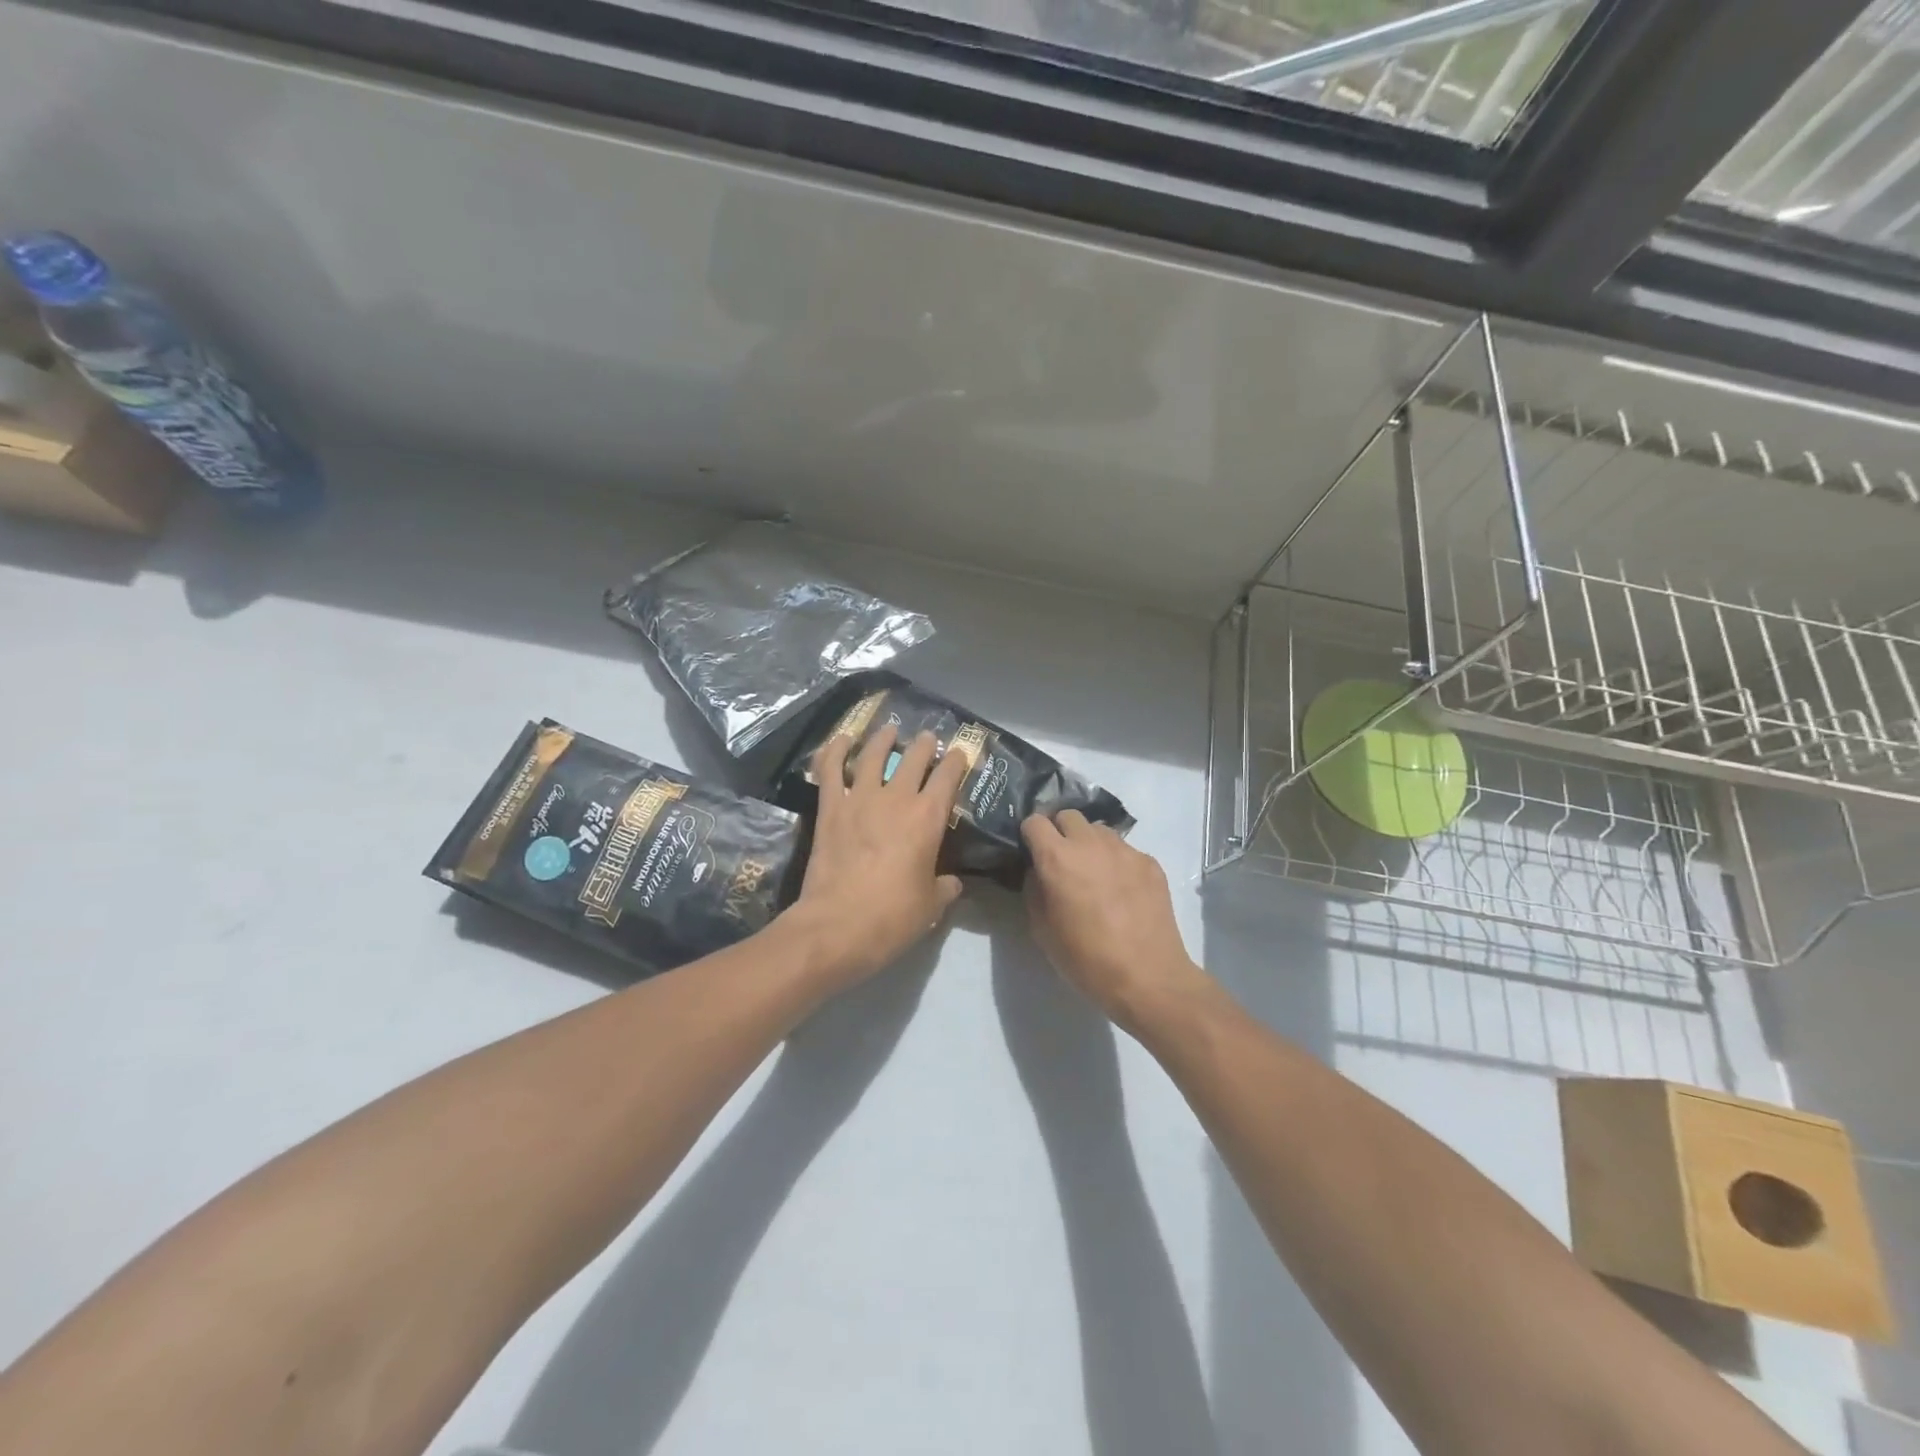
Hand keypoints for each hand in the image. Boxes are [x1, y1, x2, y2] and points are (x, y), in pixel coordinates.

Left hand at [781, 724, 966, 991]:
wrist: (837, 926)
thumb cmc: (892, 917)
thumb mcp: (931, 906)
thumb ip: (945, 887)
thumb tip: (953, 883)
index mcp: (928, 818)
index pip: (948, 776)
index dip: (956, 760)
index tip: (959, 753)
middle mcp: (896, 798)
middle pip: (914, 758)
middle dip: (924, 745)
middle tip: (927, 739)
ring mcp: (859, 798)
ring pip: (873, 755)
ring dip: (883, 739)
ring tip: (889, 731)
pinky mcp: (830, 808)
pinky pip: (830, 770)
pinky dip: (835, 750)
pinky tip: (841, 739)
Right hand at [1020, 811, 1211, 1031]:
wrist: (1148, 977)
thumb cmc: (1086, 959)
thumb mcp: (1042, 930)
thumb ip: (1035, 890)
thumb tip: (1039, 871)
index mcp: (1058, 858)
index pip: (1035, 821)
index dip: (1030, 835)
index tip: (1032, 852)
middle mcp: (1091, 843)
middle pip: (1069, 815)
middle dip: (1060, 832)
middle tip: (1062, 861)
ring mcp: (1125, 850)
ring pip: (1099, 830)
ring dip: (1090, 844)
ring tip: (1094, 875)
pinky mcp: (1150, 863)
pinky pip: (1125, 851)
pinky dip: (1117, 862)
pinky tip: (1122, 892)